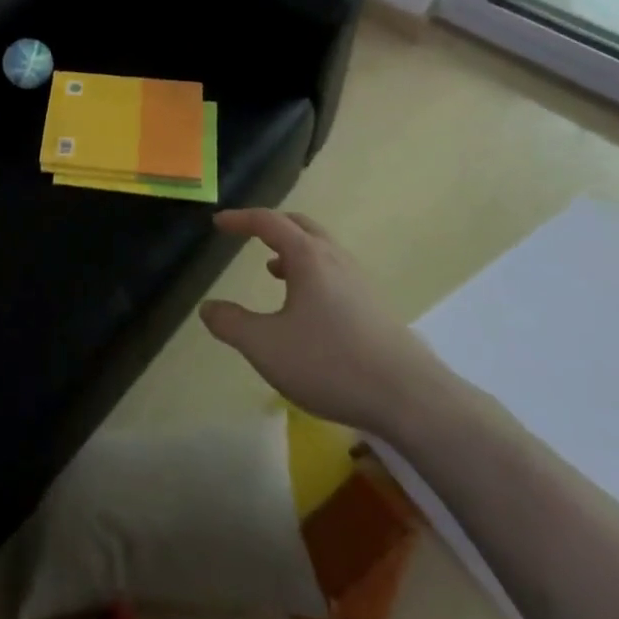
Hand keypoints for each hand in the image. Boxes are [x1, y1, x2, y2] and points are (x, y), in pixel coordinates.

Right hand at [200, 208, 445, 439]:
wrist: (411, 399)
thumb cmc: (331, 363)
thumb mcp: (266, 347)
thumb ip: (232, 324)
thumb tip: (207, 308)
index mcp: (307, 257)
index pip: (268, 222)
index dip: (240, 219)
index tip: (218, 224)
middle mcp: (335, 259)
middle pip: (300, 226)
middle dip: (271, 226)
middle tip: (249, 235)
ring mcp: (360, 282)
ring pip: (321, 250)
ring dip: (293, 251)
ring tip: (273, 271)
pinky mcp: (376, 307)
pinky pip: (336, 273)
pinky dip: (312, 273)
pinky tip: (308, 308)